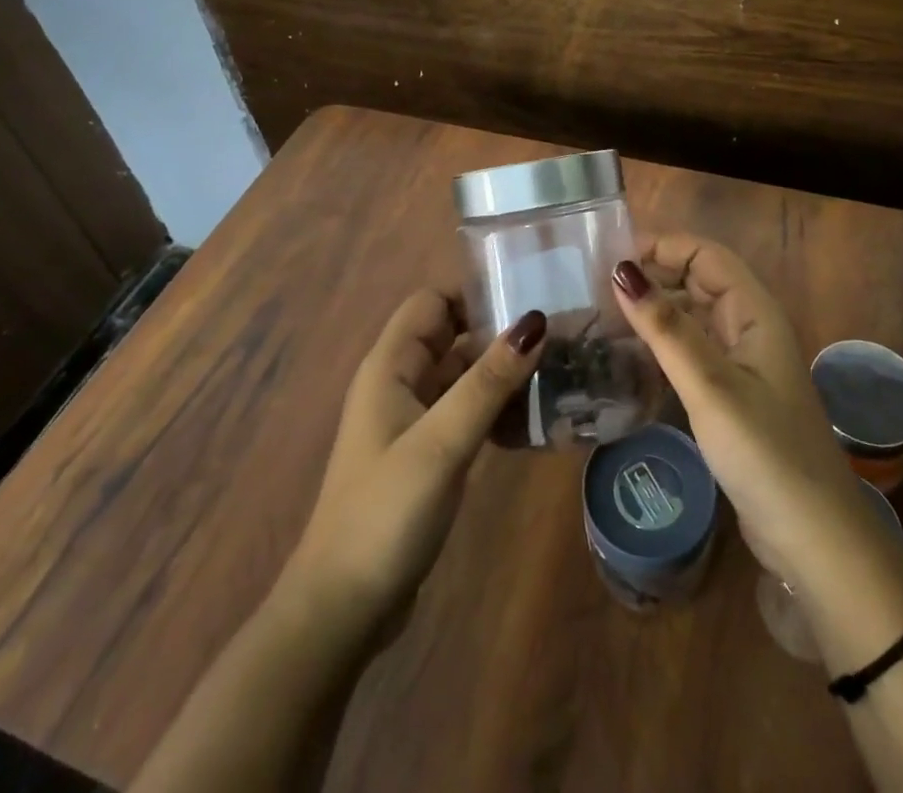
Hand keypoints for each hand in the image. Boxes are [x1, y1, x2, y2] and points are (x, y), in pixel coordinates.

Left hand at [279, 290, 546, 633]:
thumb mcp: (442, 442)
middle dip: (499, 332)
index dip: (474, 292)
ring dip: (502, 373)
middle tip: (559, 336)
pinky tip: (533, 422)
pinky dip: (495, 409)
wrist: (342, 608)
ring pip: (463, 376)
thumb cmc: (386, 513)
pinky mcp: (426, 454)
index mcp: (391, 366)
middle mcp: (400, 383)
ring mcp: (412, 421)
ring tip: (559, 373)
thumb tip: (535, 320)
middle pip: (452, 336)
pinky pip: (465, 413)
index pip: (433, 302)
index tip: (529, 298)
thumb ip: (488, 382)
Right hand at [611, 236, 883, 594]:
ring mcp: (741, 366)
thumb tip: (621, 270)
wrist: (814, 541)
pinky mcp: (731, 399)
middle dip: (653, 277)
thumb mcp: (710, 386)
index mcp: (754, 313)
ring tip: (601, 319)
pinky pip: (690, 355)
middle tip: (595, 290)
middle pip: (697, 283)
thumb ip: (666, 328)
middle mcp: (749, 330)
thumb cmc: (765, 453)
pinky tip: (627, 361)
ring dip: (654, 313)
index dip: (662, 246)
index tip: (609, 257)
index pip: (705, 254)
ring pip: (692, 319)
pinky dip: (661, 349)